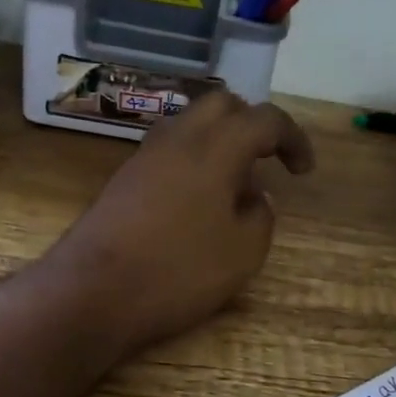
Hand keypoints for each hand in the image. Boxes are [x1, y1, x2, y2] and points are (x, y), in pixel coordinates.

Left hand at [47, 92, 315, 352]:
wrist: (91, 292)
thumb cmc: (177, 271)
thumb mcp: (242, 253)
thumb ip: (260, 216)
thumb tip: (255, 197)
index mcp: (216, 147)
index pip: (265, 119)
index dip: (293, 138)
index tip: (303, 170)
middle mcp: (179, 137)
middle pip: (222, 104)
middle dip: (252, 124)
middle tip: (267, 160)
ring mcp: (145, 155)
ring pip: (191, 124)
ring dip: (220, 141)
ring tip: (233, 185)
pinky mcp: (125, 177)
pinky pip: (170, 149)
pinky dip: (194, 159)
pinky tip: (198, 202)